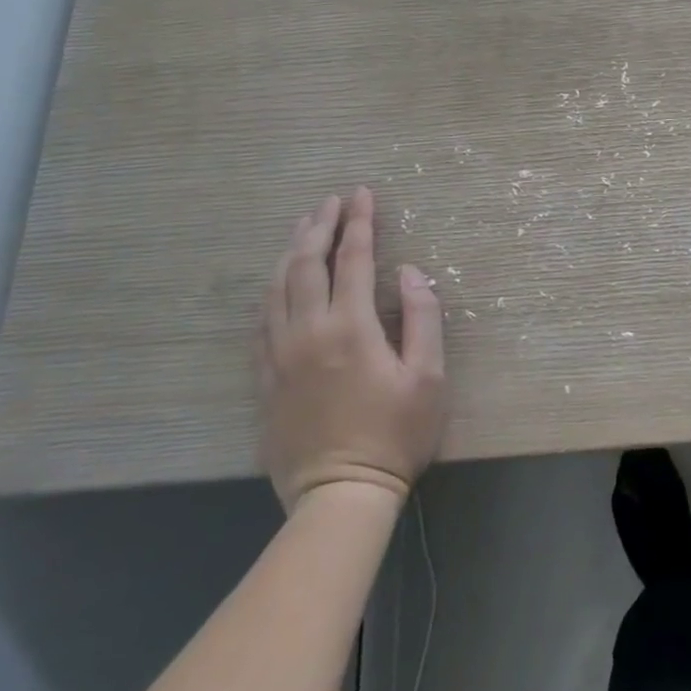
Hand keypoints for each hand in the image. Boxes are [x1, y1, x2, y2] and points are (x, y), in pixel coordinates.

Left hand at [255, 186, 446, 510]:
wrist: (339, 496)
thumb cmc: (394, 434)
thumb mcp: (428, 377)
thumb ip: (423, 317)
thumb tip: (411, 272)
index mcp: (350, 327)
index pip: (353, 258)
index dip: (359, 222)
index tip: (362, 193)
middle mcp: (308, 331)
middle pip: (306, 263)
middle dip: (320, 225)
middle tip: (332, 200)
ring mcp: (279, 355)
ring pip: (277, 287)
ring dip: (291, 250)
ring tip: (304, 226)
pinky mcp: (265, 378)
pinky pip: (261, 320)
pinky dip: (272, 288)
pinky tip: (279, 280)